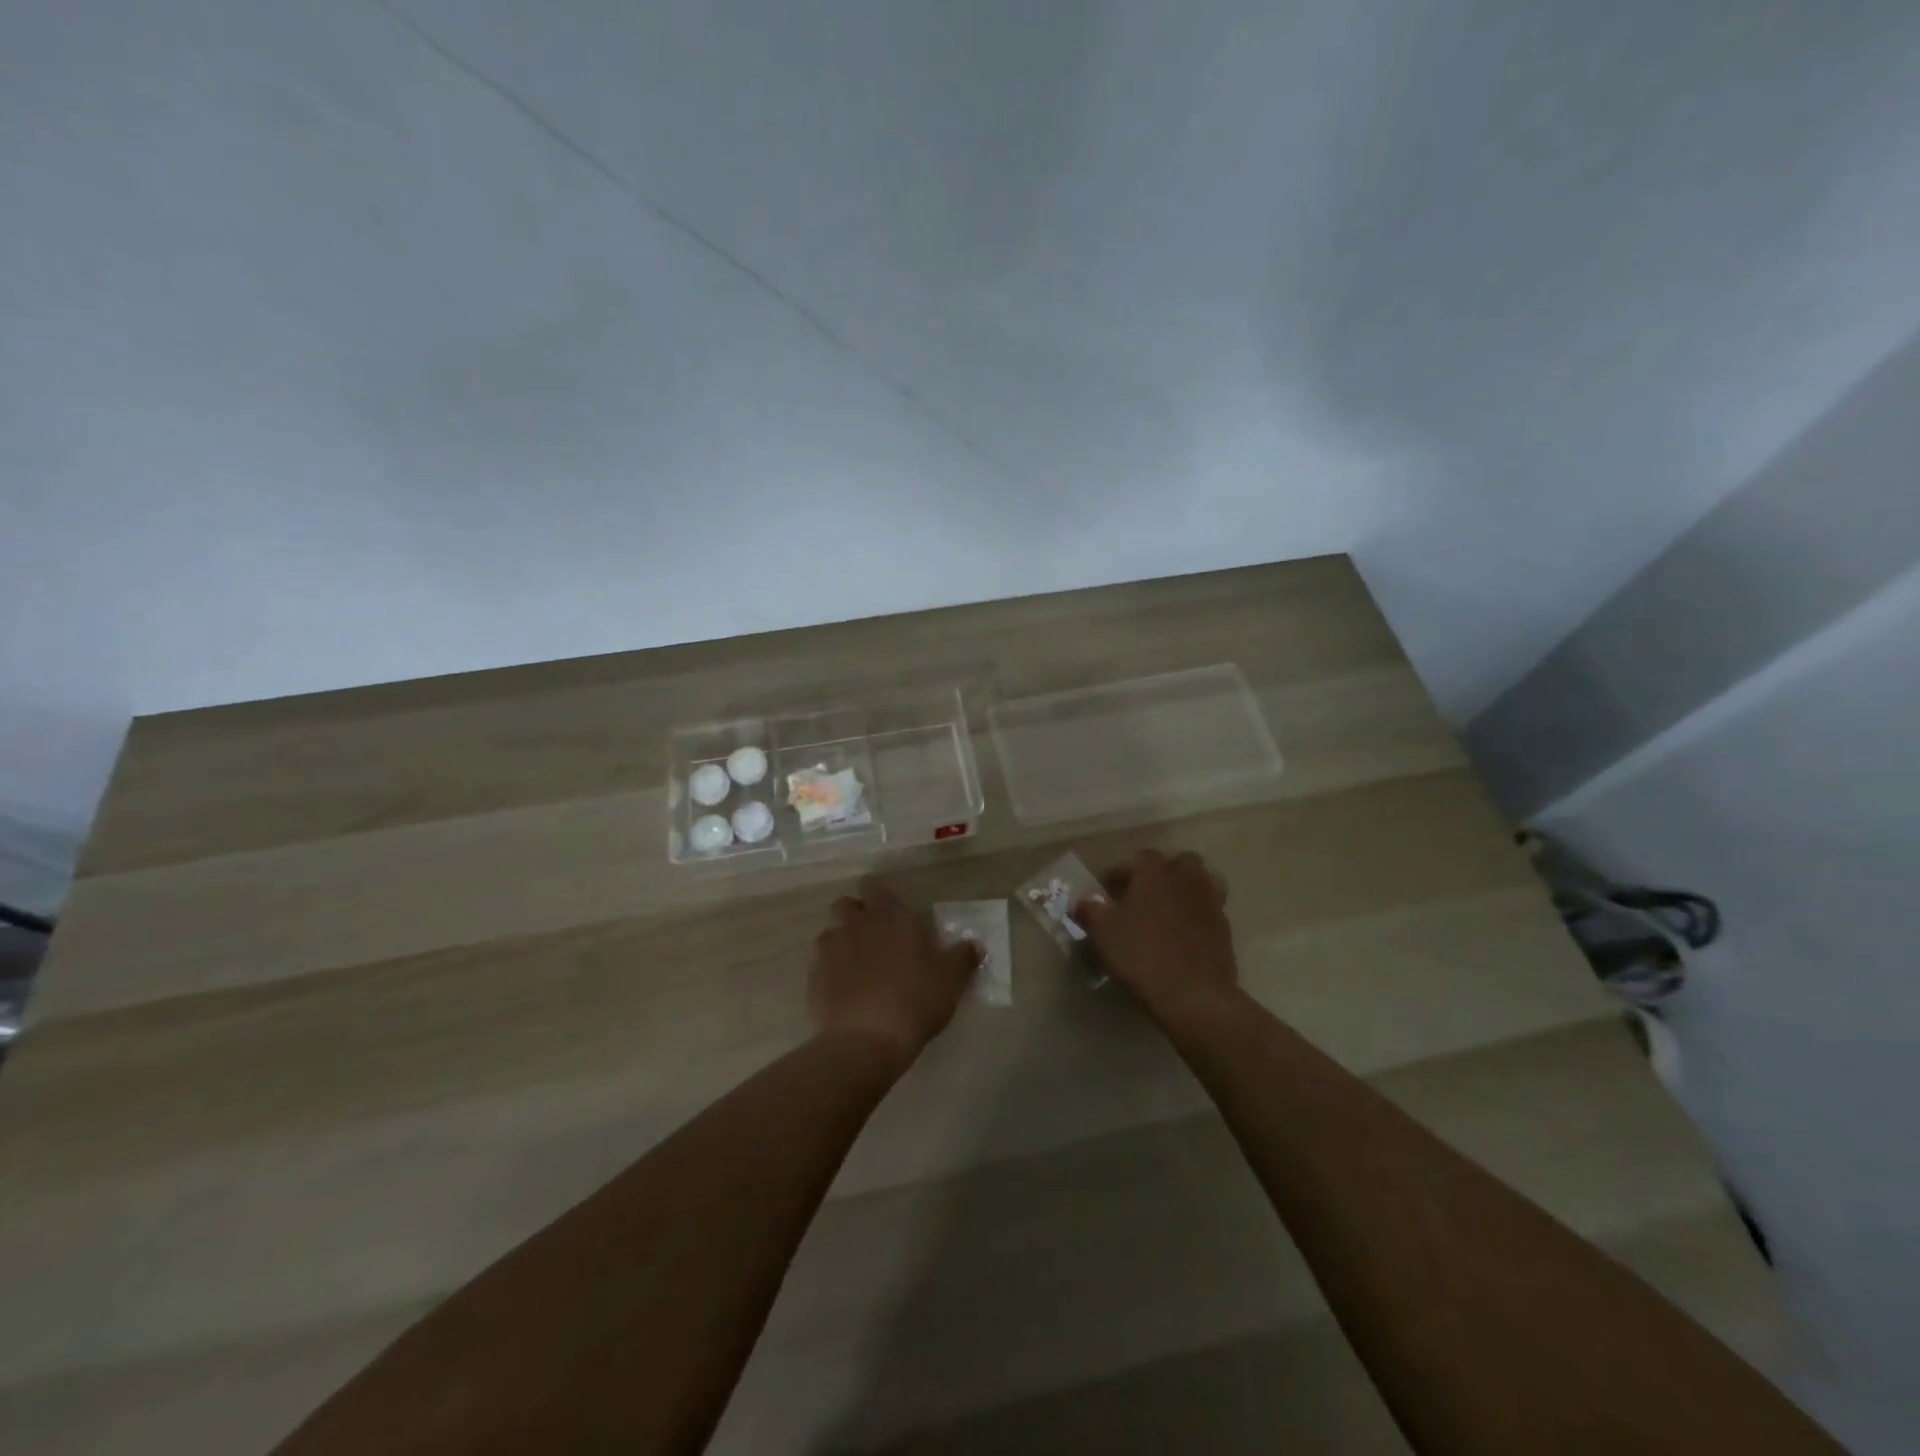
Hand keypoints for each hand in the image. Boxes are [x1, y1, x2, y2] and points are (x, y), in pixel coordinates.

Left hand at [810, 876, 977, 1068]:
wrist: (867, 1040)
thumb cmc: (915, 999)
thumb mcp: (951, 979)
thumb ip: (963, 957)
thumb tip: (973, 945)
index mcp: (889, 916)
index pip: (874, 886)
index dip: (879, 895)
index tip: (889, 911)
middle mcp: (855, 924)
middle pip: (845, 904)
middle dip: (855, 915)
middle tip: (874, 938)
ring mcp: (830, 950)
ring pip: (830, 934)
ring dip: (842, 944)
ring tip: (857, 969)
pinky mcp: (813, 978)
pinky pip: (820, 966)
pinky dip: (830, 973)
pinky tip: (844, 993)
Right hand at [1075, 849, 1237, 1022]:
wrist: (1195, 995)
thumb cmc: (1142, 955)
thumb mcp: (1103, 933)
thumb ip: (1090, 910)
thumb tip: (1083, 901)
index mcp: (1154, 870)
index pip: (1136, 859)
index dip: (1119, 874)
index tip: (1107, 893)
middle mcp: (1185, 876)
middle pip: (1174, 863)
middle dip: (1158, 875)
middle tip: (1140, 897)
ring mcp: (1210, 899)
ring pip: (1198, 881)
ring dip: (1183, 889)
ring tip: (1165, 912)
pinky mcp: (1224, 925)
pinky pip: (1208, 908)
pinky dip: (1196, 913)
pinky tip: (1182, 934)